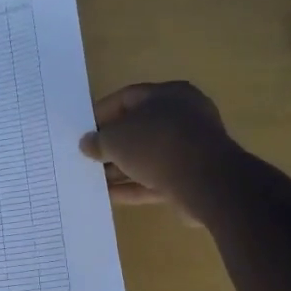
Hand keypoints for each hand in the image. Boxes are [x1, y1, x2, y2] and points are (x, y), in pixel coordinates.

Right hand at [79, 81, 239, 220]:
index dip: (101, 113)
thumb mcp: (116, 138)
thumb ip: (98, 140)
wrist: (207, 182)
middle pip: (138, 128)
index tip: (83, 130)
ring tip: (94, 179)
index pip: (127, 98)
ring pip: (147, 156)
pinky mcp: (192, 177)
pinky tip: (110, 196)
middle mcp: (183, 117)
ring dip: (121, 168)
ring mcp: (190, 149)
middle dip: (112, 144)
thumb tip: (87, 144)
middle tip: (88, 156)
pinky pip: (156, 179)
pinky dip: (135, 186)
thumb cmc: (157, 144)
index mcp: (168, 94)